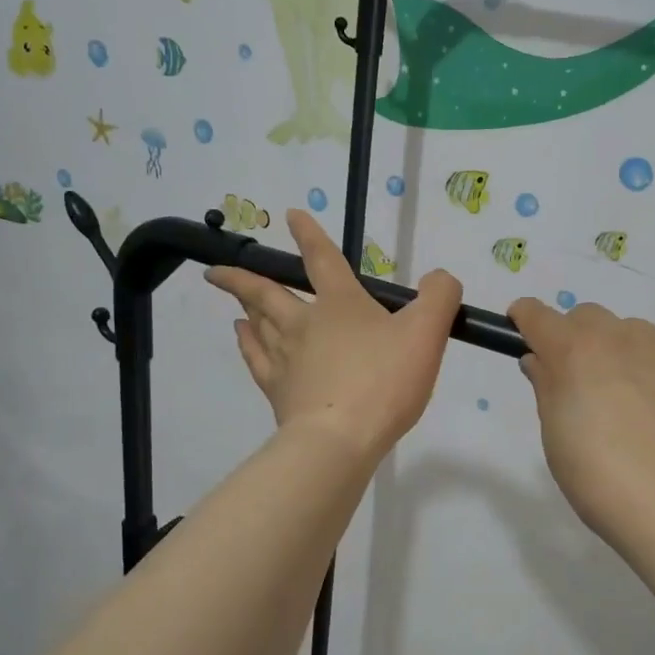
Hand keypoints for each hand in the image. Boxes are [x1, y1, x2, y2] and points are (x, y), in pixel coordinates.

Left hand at [208, 211, 461, 461]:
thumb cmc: (384, 382)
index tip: (291, 216)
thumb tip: (438, 278)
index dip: (309, 235)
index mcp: (341, 304)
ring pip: (257, 323)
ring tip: (235, 298)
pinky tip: (241, 336)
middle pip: (267, 293)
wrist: (340, 439)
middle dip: (242, 277)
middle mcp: (304, 323)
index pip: (322, 259)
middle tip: (216, 269)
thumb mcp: (427, 333)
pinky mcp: (277, 391)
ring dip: (244, 307)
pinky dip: (246, 342)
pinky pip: (255, 357)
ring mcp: (285, 358)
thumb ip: (438, 297)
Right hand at [509, 298, 654, 566]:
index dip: (527, 320)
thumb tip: (541, 360)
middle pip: (588, 318)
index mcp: (573, 351)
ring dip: (626, 355)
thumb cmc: (600, 479)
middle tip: (587, 384)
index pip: (537, 315)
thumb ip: (546, 387)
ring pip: (635, 334)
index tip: (526, 332)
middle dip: (579, 340)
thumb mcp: (556, 437)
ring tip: (639, 405)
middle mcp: (618, 336)